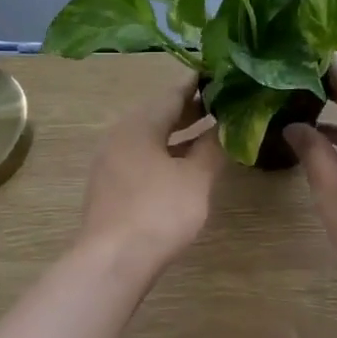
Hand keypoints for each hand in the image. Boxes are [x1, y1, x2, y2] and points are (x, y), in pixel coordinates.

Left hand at [78, 72, 224, 266]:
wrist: (113, 261)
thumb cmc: (159, 212)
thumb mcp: (196, 178)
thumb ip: (213, 147)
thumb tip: (226, 124)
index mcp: (140, 124)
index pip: (173, 93)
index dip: (199, 84)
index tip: (222, 75)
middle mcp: (120, 135)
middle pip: (159, 113)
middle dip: (191, 109)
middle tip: (223, 104)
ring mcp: (111, 161)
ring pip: (150, 137)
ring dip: (179, 134)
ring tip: (209, 133)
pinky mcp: (110, 186)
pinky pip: (141, 157)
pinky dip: (165, 153)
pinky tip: (183, 166)